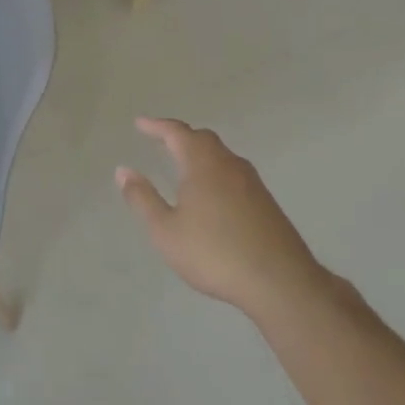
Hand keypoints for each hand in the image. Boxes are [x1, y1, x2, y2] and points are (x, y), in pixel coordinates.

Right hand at [116, 117, 323, 320]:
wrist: (280, 281)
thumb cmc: (214, 254)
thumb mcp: (166, 231)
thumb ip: (143, 199)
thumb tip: (124, 171)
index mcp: (203, 165)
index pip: (177, 133)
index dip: (157, 126)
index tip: (140, 123)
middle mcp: (229, 165)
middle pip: (203, 139)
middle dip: (180, 135)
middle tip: (161, 139)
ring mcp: (252, 183)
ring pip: (222, 155)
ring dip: (200, 152)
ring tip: (183, 163)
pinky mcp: (266, 202)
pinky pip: (234, 173)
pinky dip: (215, 170)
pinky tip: (212, 192)